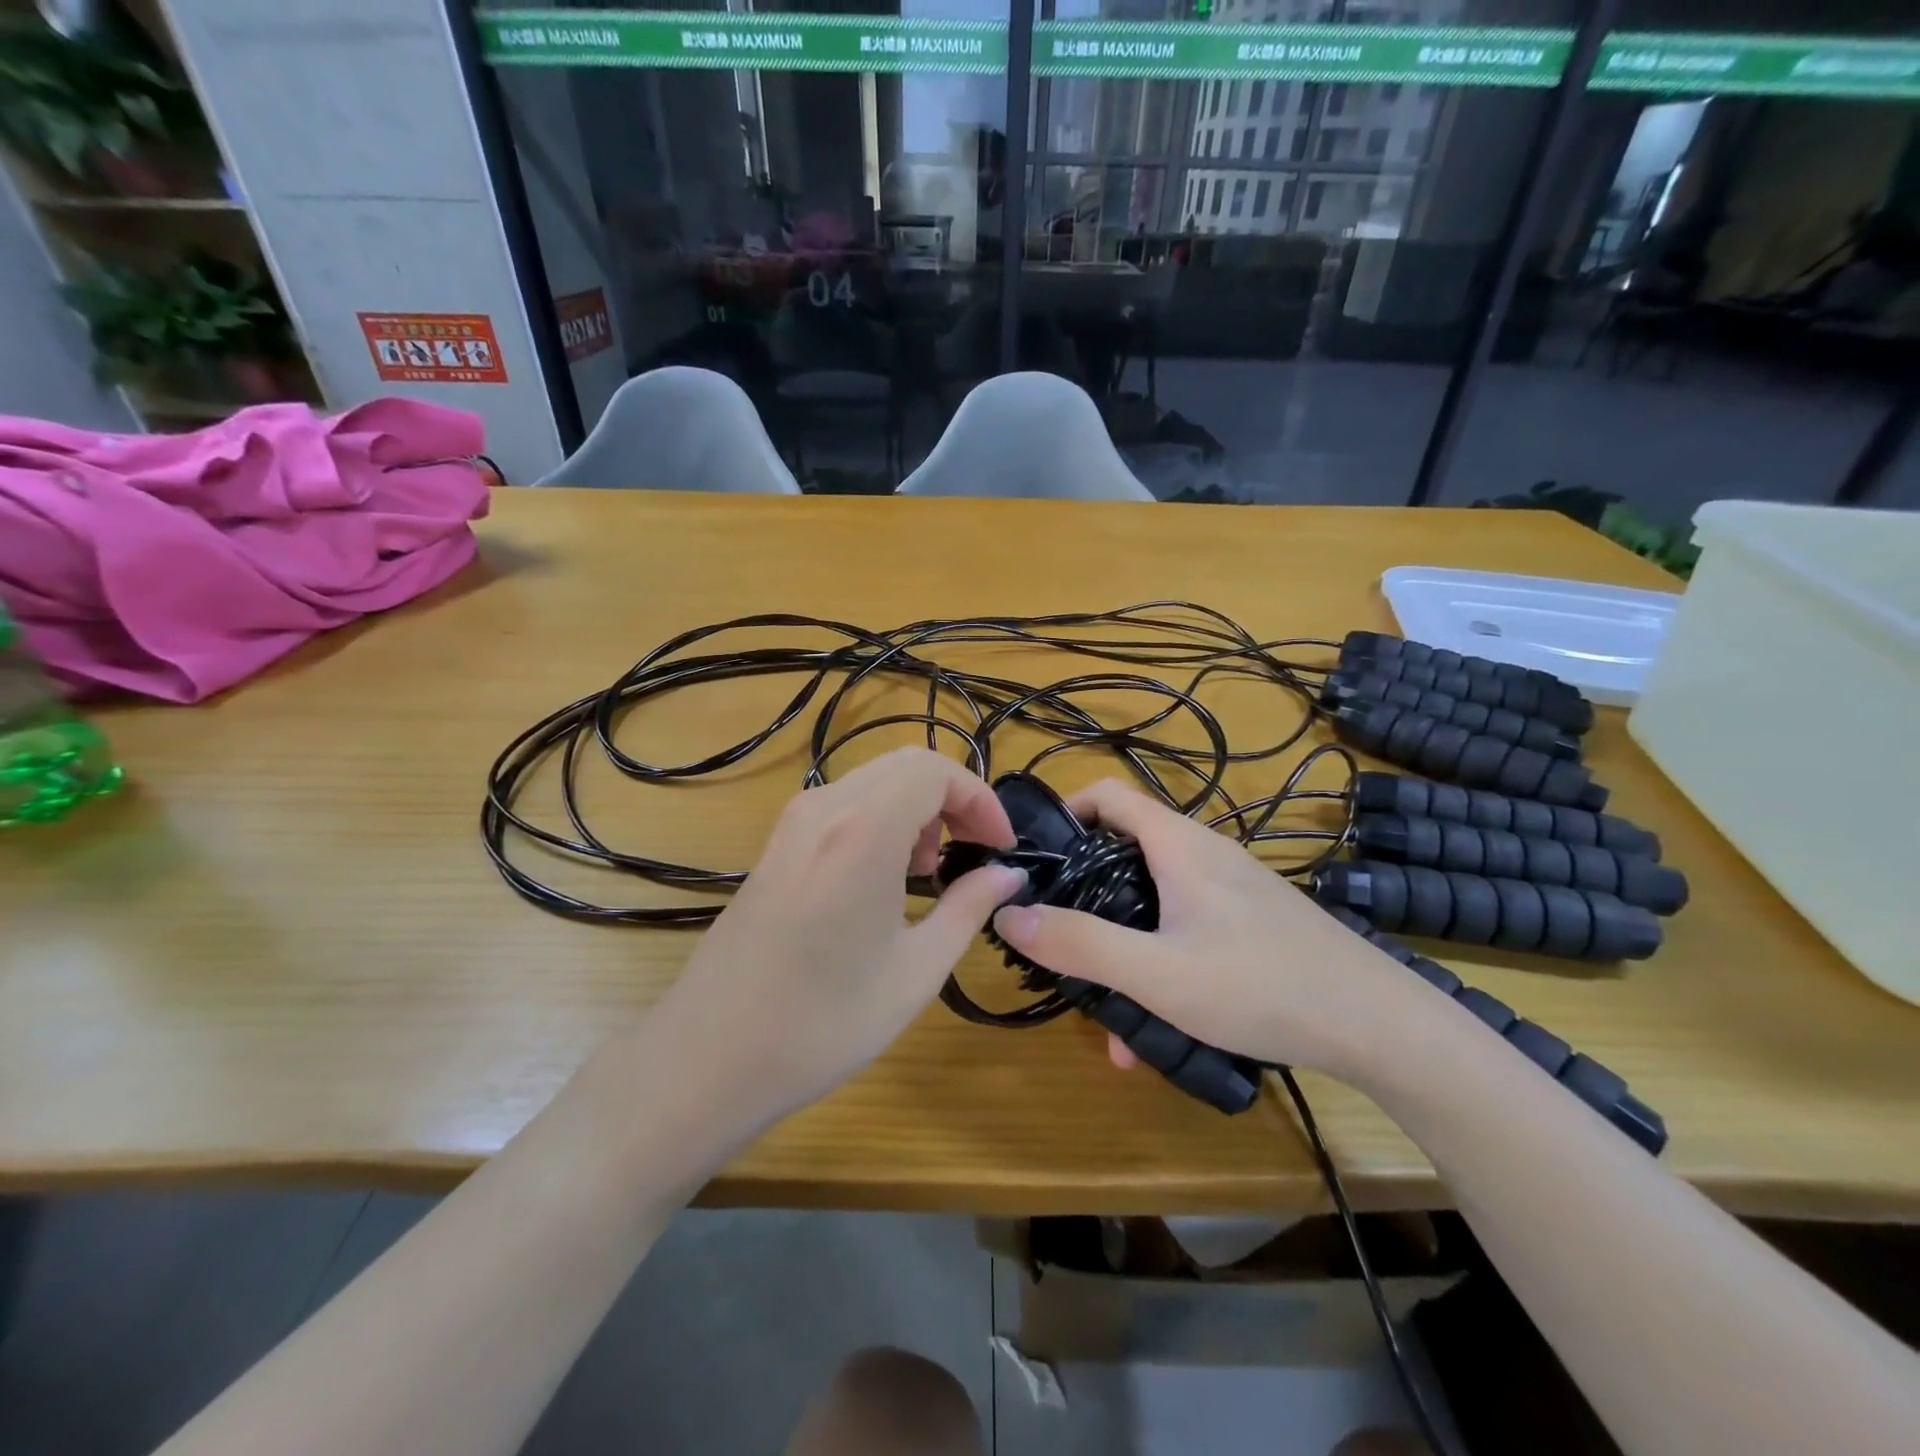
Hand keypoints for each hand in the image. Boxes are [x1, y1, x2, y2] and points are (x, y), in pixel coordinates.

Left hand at [657, 748, 1024, 1128]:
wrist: (709, 1057)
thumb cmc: (823, 1023)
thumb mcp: (916, 970)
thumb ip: (969, 908)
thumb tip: (1007, 875)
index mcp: (863, 831)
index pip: (936, 770)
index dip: (980, 800)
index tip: (1000, 847)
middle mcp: (824, 809)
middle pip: (906, 765)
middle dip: (952, 800)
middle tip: (972, 854)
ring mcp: (792, 823)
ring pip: (874, 780)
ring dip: (916, 809)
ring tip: (927, 872)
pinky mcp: (775, 844)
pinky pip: (843, 804)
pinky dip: (881, 820)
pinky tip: (882, 879)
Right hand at [990, 779, 1422, 1079]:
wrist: (1380, 1026)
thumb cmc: (1262, 986)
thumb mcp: (1158, 974)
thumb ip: (1080, 945)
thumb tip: (1009, 915)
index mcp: (1178, 844)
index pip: (1106, 793)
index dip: (1064, 813)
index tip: (1035, 861)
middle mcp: (1202, 854)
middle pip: (1122, 852)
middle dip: (1084, 899)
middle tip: (1059, 944)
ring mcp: (1229, 888)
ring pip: (1152, 901)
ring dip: (1122, 946)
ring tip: (1109, 1015)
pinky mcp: (1248, 921)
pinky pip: (1184, 926)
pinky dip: (1159, 960)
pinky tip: (1159, 1026)